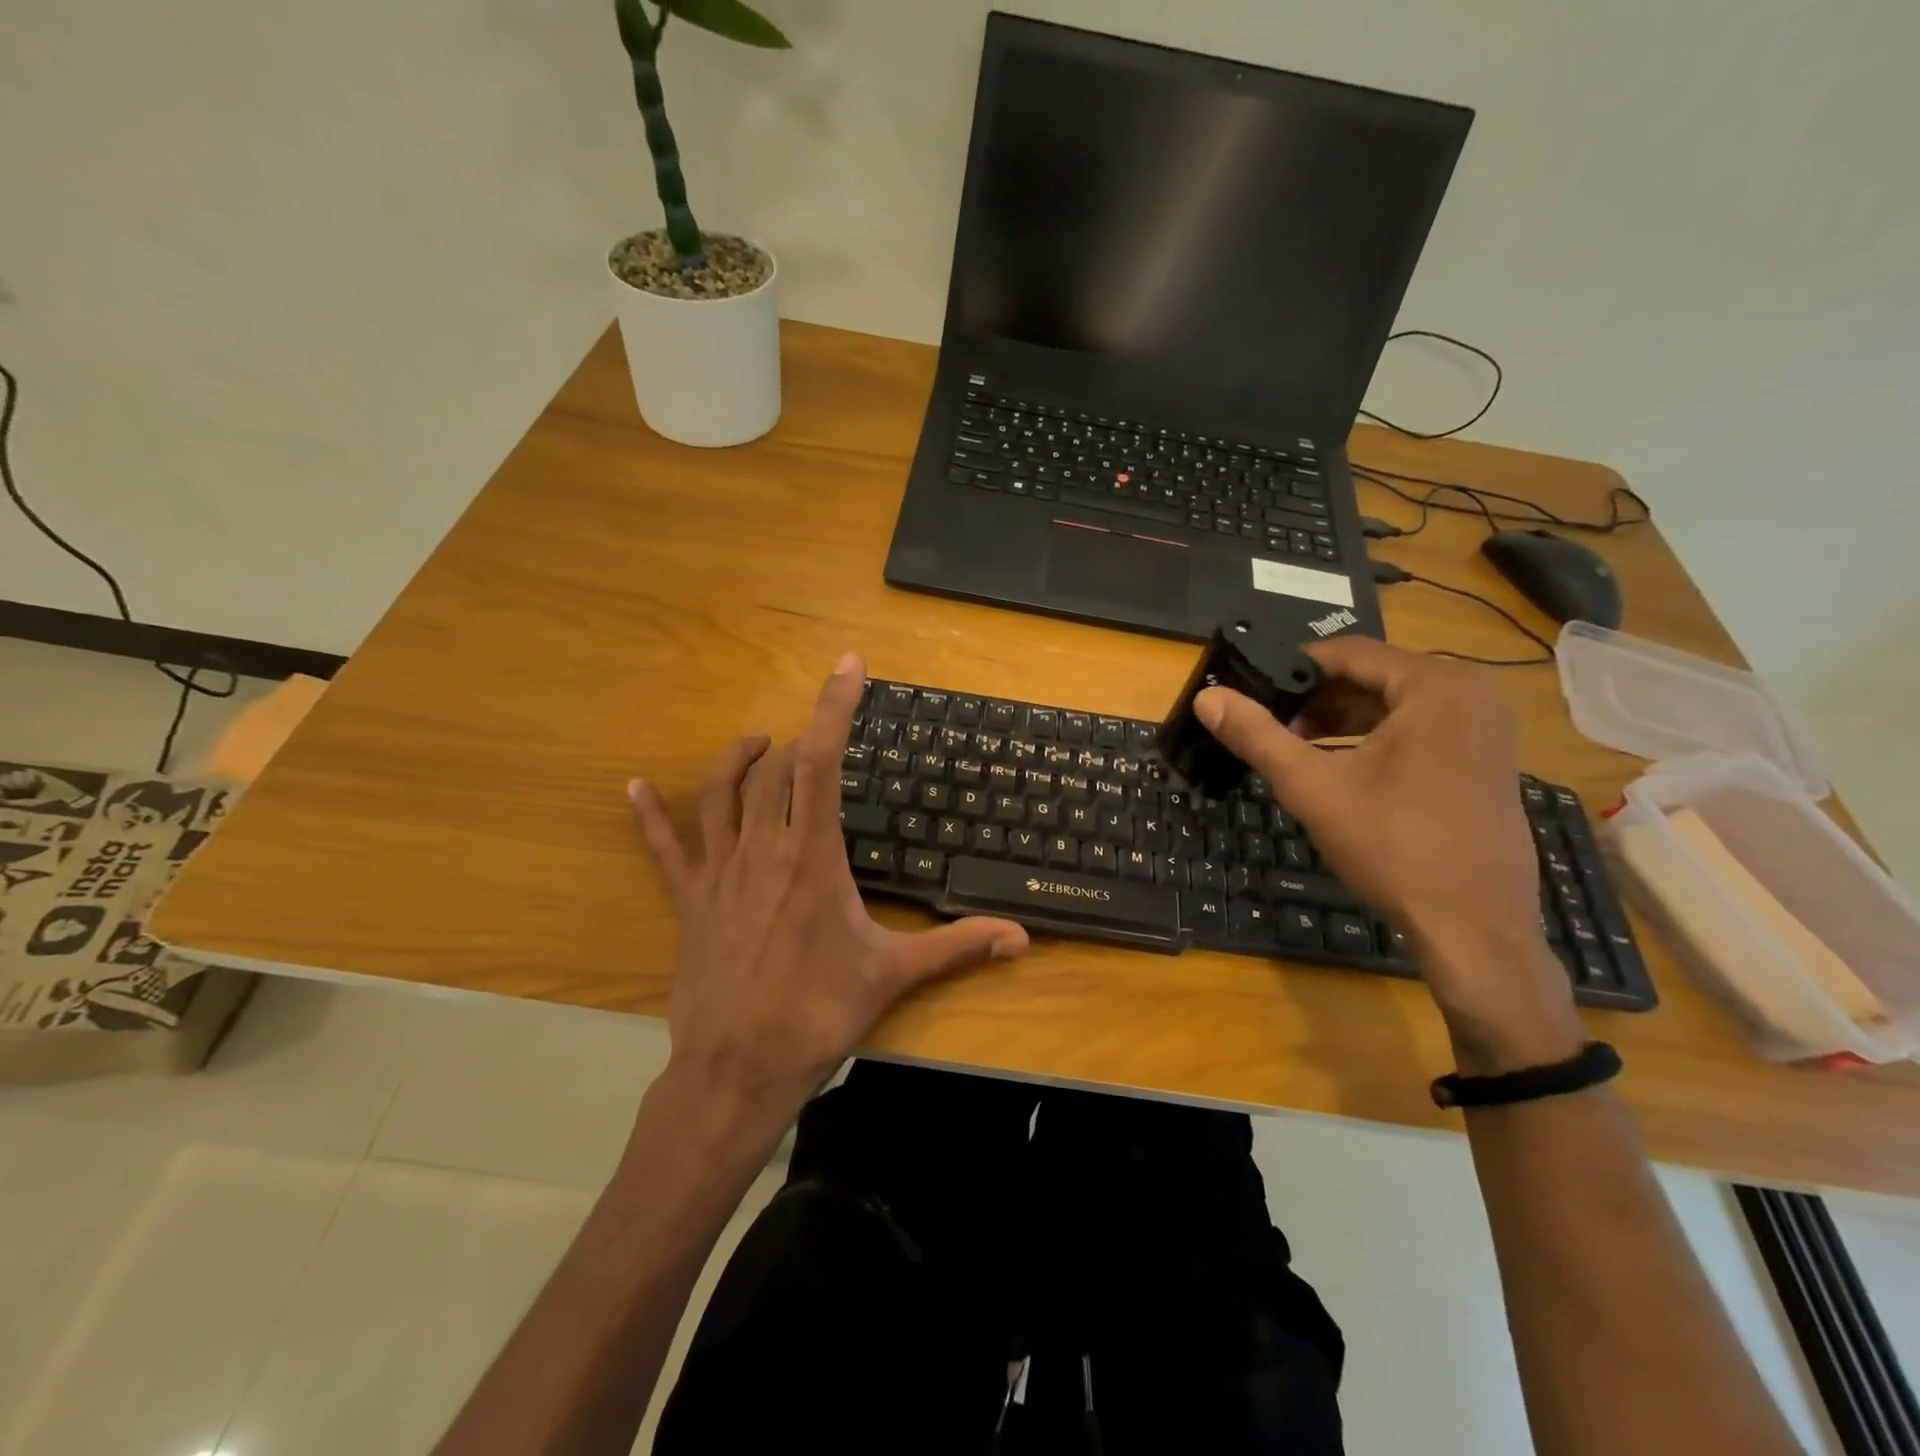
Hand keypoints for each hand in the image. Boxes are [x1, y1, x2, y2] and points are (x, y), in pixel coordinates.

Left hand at [629, 653, 1028, 1127]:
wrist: (738, 1069)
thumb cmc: (817, 1014)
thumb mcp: (893, 974)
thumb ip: (957, 948)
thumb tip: (1021, 939)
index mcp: (812, 857)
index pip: (820, 762)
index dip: (833, 708)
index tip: (846, 668)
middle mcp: (763, 851)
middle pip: (773, 771)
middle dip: (798, 738)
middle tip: (820, 732)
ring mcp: (720, 874)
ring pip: (720, 795)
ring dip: (737, 760)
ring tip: (758, 741)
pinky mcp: (690, 901)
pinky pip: (665, 848)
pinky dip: (649, 815)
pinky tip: (634, 787)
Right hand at [1196, 638, 1579, 1060]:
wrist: (1474, 926)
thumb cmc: (1392, 844)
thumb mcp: (1312, 786)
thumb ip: (1257, 735)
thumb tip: (1206, 697)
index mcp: (1436, 685)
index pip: (1347, 652)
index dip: (1292, 669)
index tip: (1252, 691)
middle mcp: (1472, 693)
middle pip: (1374, 676)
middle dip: (1317, 699)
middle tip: (1272, 726)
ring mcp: (1487, 728)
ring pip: (1397, 704)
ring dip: (1344, 720)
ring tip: (1298, 749)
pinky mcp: (1489, 760)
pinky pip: (1422, 729)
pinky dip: (1378, 739)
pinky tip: (1343, 769)